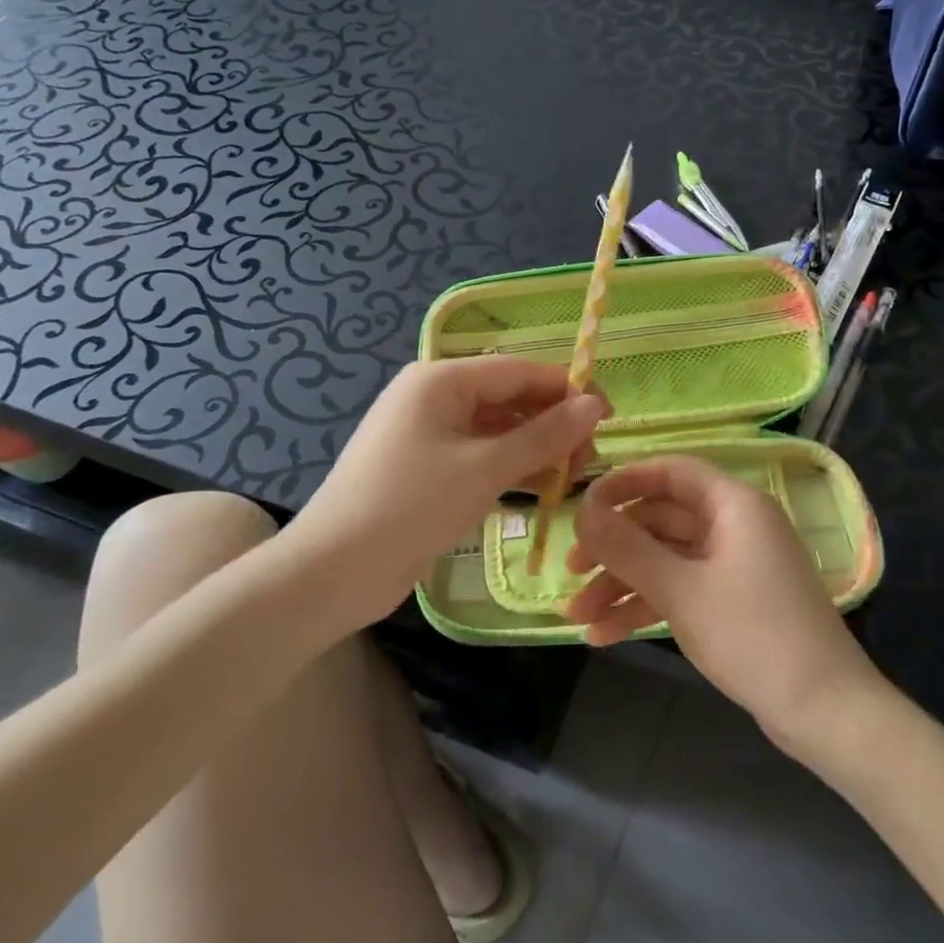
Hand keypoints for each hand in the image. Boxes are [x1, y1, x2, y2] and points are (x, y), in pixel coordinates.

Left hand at [292, 357, 607, 624]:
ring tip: (573, 478)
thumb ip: (543, 436)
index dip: (568, 390)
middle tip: (590, 459)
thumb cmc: (411, 506)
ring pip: (497, 430)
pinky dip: (511, 468)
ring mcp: (428, 435)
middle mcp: (434, 398)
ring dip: (536, 449)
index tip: (610, 415)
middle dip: (553, 424)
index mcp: (442, 380)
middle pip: (509, 399)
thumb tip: (595, 404)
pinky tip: (541, 489)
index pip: (520, 371)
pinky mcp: (427, 469)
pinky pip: (480, 456)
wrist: (333, 571)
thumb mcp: (485, 468)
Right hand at [565, 456, 883, 755]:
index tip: (582, 507)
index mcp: (733, 504)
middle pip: (661, 519)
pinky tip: (605, 635)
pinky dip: (646, 606)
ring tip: (577, 619)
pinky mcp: (733, 600)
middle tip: (570, 572)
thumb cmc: (754, 636)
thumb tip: (581, 511)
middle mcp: (734, 524)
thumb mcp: (681, 590)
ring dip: (622, 584)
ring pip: (666, 559)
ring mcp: (734, 564)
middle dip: (614, 548)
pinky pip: (680, 588)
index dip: (623, 483)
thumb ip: (627, 548)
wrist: (825, 711)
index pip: (670, 472)